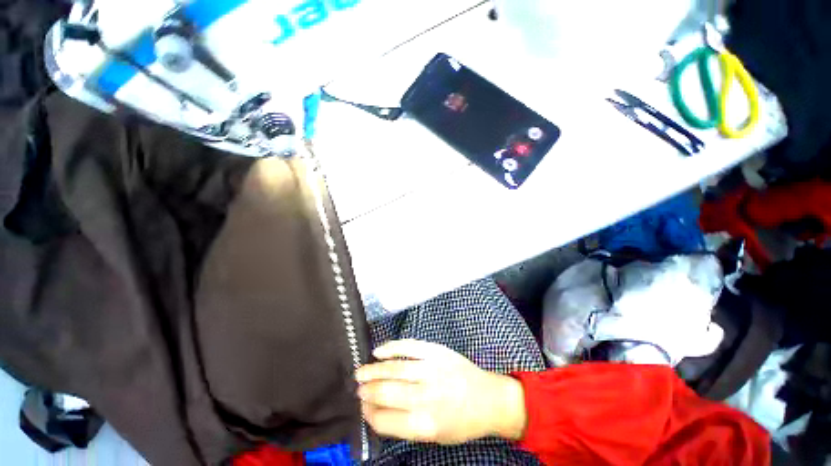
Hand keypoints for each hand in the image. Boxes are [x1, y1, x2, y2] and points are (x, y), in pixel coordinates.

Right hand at [355, 339, 526, 443]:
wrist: (488, 398)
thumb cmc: (461, 422)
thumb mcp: (435, 436)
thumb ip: (406, 425)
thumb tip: (377, 411)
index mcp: (425, 424)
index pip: (384, 419)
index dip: (368, 413)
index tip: (362, 408)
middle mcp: (426, 396)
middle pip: (385, 392)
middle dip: (367, 391)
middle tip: (358, 389)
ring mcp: (431, 369)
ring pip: (393, 368)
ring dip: (372, 370)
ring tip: (360, 372)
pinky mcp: (436, 351)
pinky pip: (409, 346)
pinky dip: (391, 347)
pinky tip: (378, 351)